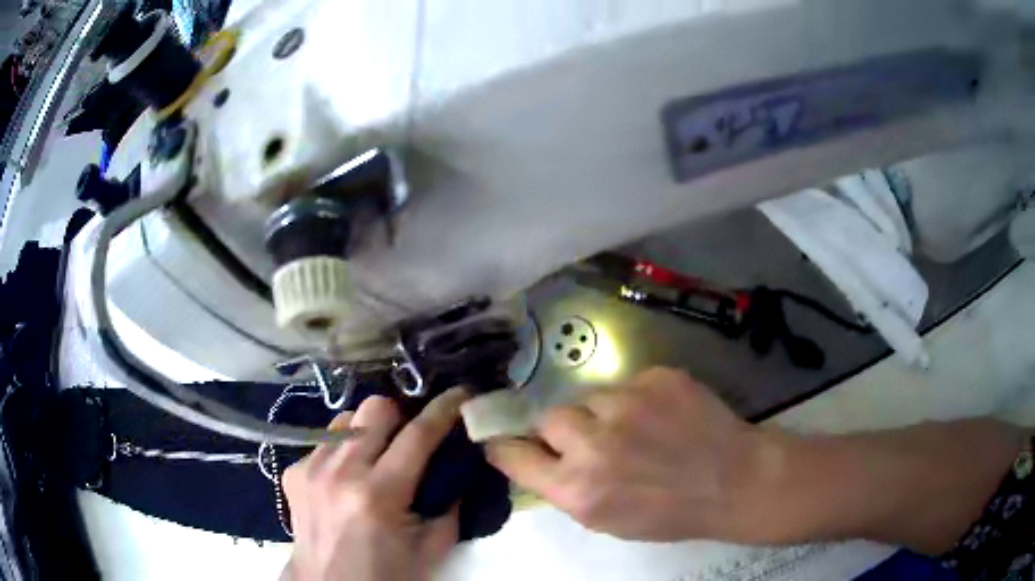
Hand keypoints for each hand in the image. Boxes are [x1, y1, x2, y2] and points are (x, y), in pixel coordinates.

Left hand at [282, 388, 469, 580]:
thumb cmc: (387, 573)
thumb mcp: (434, 546)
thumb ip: (451, 502)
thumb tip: (458, 462)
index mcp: (378, 495)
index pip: (417, 435)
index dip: (444, 409)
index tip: (462, 393)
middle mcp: (340, 472)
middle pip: (375, 408)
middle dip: (400, 416)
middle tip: (411, 439)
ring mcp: (311, 468)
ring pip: (348, 419)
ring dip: (369, 432)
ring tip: (376, 458)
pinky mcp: (293, 470)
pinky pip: (326, 441)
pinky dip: (345, 451)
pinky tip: (348, 477)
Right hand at [486, 368, 763, 541]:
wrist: (735, 480)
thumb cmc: (671, 512)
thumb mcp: (608, 520)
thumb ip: (567, 490)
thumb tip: (537, 461)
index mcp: (578, 489)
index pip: (514, 455)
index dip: (506, 447)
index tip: (504, 440)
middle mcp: (593, 444)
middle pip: (549, 418)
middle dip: (563, 430)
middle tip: (592, 439)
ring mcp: (627, 404)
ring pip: (589, 397)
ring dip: (602, 413)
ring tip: (636, 428)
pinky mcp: (656, 378)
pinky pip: (626, 383)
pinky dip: (636, 399)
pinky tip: (662, 416)